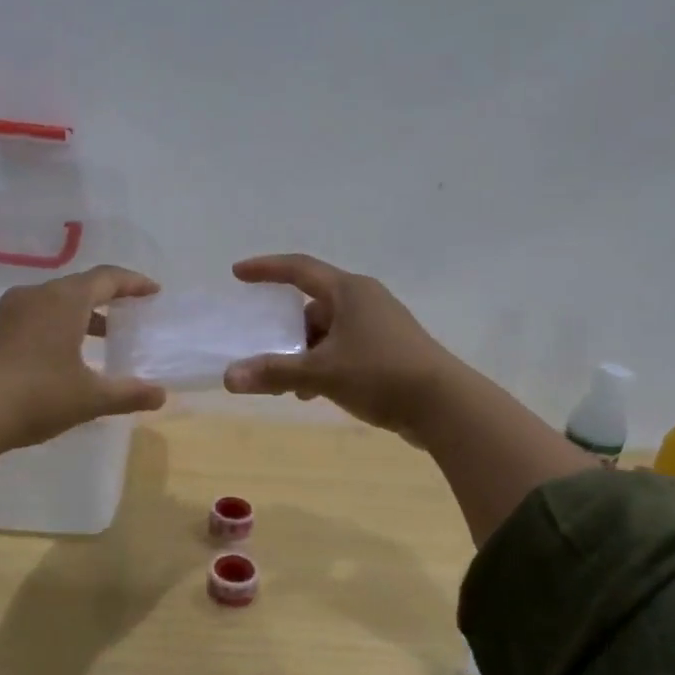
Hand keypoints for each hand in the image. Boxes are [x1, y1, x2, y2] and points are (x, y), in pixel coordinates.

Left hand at [0, 265, 168, 451]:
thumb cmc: (36, 396)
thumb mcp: (89, 398)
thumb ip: (128, 393)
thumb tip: (161, 395)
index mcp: (64, 300)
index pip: (107, 278)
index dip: (133, 283)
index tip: (153, 292)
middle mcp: (36, 295)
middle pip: (79, 286)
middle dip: (108, 298)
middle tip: (131, 313)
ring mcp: (9, 312)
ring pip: (54, 302)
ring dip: (82, 314)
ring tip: (103, 338)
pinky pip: (35, 316)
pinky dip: (58, 325)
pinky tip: (64, 355)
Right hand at [222, 254, 461, 439]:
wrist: (445, 405)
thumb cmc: (380, 374)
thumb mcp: (321, 374)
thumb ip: (274, 373)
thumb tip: (229, 377)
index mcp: (349, 291)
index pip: (299, 269)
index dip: (266, 269)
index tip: (238, 273)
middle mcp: (365, 300)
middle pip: (313, 306)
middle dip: (287, 331)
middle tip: (266, 354)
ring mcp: (381, 325)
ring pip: (329, 331)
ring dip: (306, 354)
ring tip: (291, 385)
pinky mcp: (390, 349)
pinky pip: (346, 348)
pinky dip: (326, 364)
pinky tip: (316, 393)